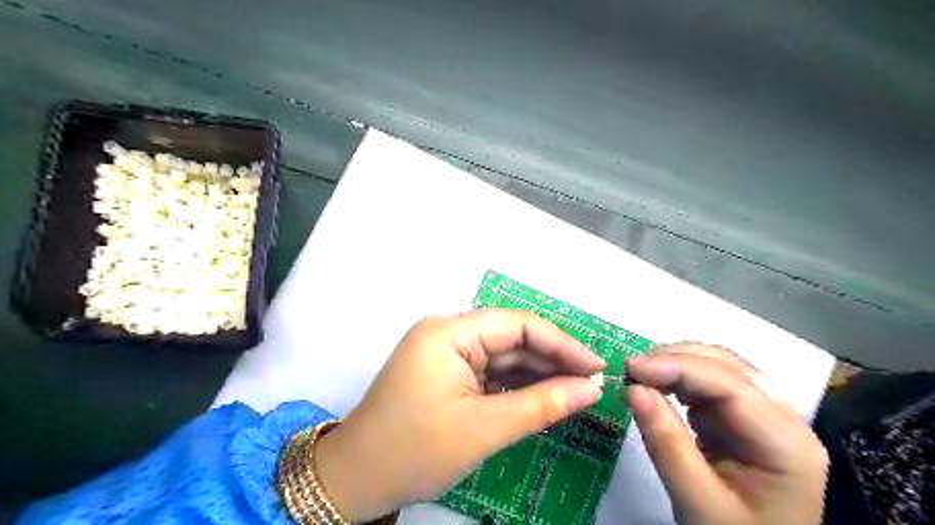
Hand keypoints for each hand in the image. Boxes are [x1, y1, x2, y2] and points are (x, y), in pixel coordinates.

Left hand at [314, 312, 605, 520]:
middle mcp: (447, 333)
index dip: (561, 343)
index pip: (518, 325)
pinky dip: (516, 385)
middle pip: (511, 338)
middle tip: (592, 382)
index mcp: (449, 332)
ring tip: (577, 390)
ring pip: (502, 356)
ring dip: (537, 373)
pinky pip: (489, 371)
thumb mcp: (485, 428)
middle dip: (552, 360)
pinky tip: (545, 395)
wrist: (357, 479)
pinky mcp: (446, 372)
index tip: (596, 366)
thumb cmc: (415, 451)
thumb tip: (591, 388)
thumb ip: (542, 404)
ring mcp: (445, 352)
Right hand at [628, 345, 823, 524]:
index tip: (632, 368)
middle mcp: (784, 420)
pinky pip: (710, 384)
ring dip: (676, 364)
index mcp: (786, 444)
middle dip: (676, 360)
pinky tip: (658, 386)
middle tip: (630, 370)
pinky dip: (679, 379)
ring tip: (639, 375)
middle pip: (728, 367)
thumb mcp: (697, 503)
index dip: (678, 367)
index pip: (731, 385)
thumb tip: (633, 389)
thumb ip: (666, 445)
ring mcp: (765, 416)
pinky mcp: (742, 419)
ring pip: (719, 368)